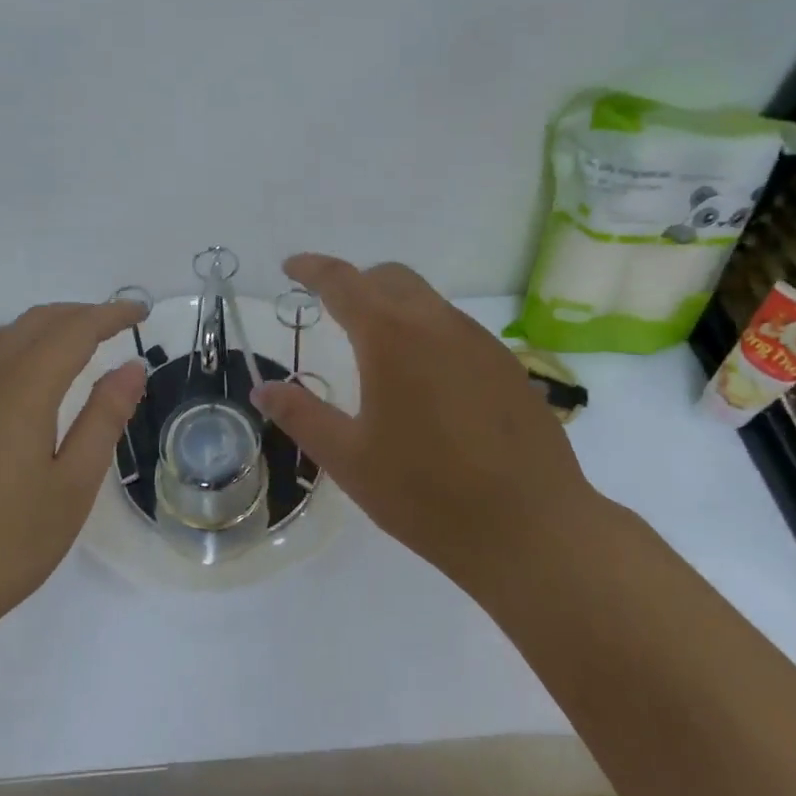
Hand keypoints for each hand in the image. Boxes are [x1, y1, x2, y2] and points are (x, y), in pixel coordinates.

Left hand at [0, 301, 146, 649]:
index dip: (110, 315)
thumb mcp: (73, 486)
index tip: (140, 311)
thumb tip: (131, 368)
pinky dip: (17, 349)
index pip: (74, 330)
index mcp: (21, 390)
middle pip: (36, 322)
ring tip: (77, 345)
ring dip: (46, 328)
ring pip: (4, 337)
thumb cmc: (5, 544)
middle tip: (116, 325)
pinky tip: (27, 382)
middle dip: (80, 314)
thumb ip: (104, 418)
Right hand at [250, 254, 597, 601]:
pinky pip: (456, 330)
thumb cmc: (426, 494)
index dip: (312, 268)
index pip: (342, 281)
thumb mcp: (350, 459)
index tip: (291, 267)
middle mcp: (437, 323)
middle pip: (389, 278)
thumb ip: (301, 415)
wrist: (532, 529)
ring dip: (395, 308)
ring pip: (427, 301)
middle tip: (332, 310)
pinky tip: (428, 384)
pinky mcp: (508, 365)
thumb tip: (262, 389)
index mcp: (390, 337)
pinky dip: (428, 334)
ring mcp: (479, 341)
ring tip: (378, 353)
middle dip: (356, 283)